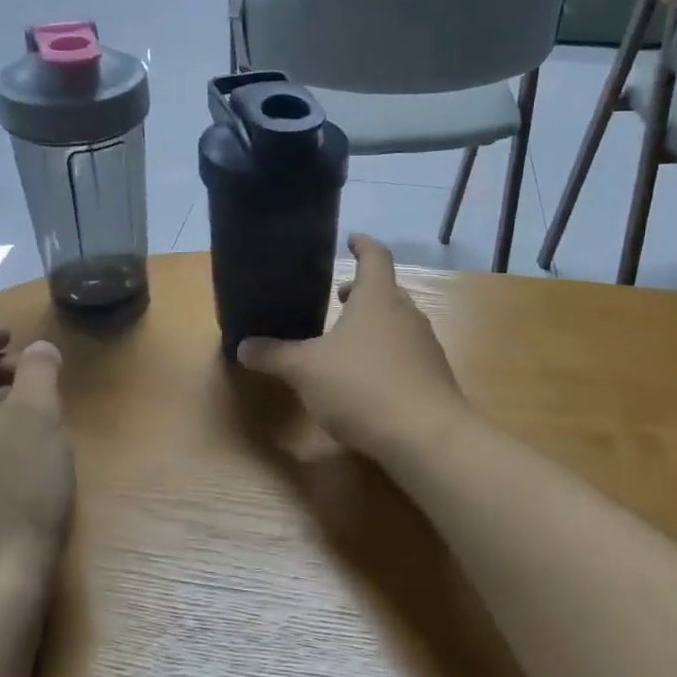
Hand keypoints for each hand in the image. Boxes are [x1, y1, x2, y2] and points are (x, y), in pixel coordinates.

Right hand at [237, 235, 470, 462]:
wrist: (427, 437)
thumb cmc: (362, 386)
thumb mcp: (305, 371)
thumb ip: (274, 356)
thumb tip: (243, 346)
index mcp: (378, 299)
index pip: (375, 257)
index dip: (363, 245)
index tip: (351, 239)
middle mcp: (406, 314)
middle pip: (386, 290)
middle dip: (362, 290)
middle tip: (338, 295)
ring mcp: (425, 346)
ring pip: (397, 322)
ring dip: (373, 323)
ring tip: (347, 339)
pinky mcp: (433, 376)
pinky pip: (405, 352)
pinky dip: (385, 353)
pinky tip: (367, 378)